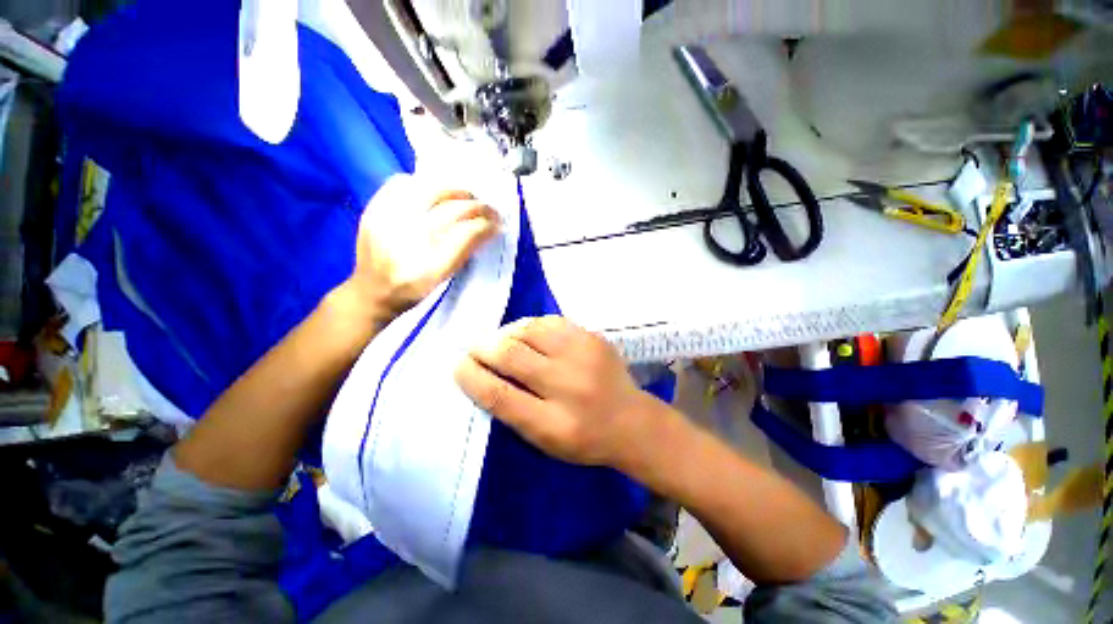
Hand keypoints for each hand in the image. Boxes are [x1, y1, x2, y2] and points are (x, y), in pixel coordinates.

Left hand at [345, 175, 499, 320]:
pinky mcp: (373, 210)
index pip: (466, 234)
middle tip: (488, 210)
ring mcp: (387, 222)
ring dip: (455, 191)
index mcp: (429, 267)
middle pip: (451, 210)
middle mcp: (408, 242)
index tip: (497, 224)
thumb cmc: (413, 290)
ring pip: (429, 190)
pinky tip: (431, 193)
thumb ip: (464, 252)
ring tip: (465, 197)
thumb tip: (486, 228)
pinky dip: (422, 183)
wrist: (371, 291)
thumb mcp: (444, 279)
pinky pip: (400, 183)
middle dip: (477, 206)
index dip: (486, 225)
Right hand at [455, 316, 660, 468]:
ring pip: (528, 330)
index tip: (458, 366)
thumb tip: (483, 375)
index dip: (471, 377)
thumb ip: (514, 411)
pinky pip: (550, 321)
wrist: (632, 421)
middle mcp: (568, 386)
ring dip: (505, 334)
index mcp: (553, 424)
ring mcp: (583, 356)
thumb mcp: (545, 442)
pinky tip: (526, 333)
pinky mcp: (593, 338)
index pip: (499, 395)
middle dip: (482, 349)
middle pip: (511, 356)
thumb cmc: (585, 439)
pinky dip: (530, 326)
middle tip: (474, 349)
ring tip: (500, 341)